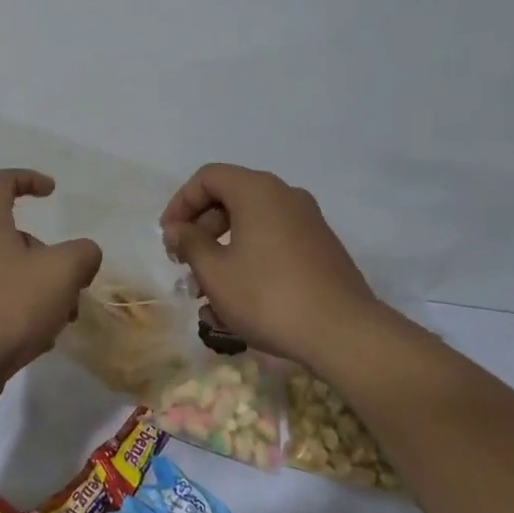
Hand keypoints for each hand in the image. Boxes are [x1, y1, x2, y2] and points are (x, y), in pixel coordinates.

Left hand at [0, 169, 102, 414]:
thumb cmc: (9, 305)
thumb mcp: (62, 271)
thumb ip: (83, 253)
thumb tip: (84, 255)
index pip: (3, 182)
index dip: (29, 178)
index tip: (53, 192)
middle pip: (18, 238)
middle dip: (52, 258)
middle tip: (73, 285)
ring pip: (14, 276)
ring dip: (44, 292)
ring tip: (62, 320)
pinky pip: (3, 306)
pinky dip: (26, 316)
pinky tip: (39, 341)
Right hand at [159, 163, 381, 366]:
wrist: (344, 334)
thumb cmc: (268, 295)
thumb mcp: (214, 271)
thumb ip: (189, 243)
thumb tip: (178, 229)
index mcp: (257, 190)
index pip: (208, 178)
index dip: (180, 203)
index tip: (168, 237)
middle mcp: (285, 196)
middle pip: (230, 201)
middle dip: (201, 234)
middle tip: (184, 266)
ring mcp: (308, 224)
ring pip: (251, 228)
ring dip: (222, 256)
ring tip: (207, 299)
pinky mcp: (321, 251)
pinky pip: (273, 246)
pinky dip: (250, 265)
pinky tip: (237, 307)